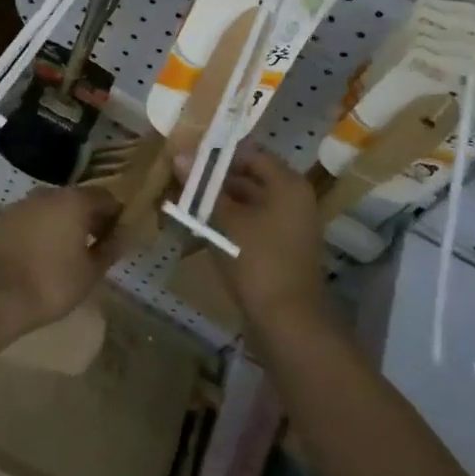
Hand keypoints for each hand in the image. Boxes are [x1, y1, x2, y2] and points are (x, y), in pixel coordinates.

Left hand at [0, 186, 126, 335]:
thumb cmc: (50, 284)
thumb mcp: (90, 272)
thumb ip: (109, 249)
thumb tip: (121, 236)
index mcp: (73, 200)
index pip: (106, 198)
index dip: (116, 216)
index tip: (118, 238)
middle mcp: (47, 194)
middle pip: (77, 199)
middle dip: (90, 219)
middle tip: (97, 247)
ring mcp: (21, 205)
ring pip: (53, 208)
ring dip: (65, 224)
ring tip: (70, 254)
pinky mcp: (3, 220)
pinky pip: (33, 219)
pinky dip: (43, 230)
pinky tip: (44, 255)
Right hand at [195, 145, 327, 330]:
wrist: (288, 322)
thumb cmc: (258, 261)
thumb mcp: (226, 221)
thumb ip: (203, 187)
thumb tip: (180, 155)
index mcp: (288, 184)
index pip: (251, 154)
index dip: (218, 153)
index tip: (188, 156)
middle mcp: (294, 199)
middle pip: (250, 177)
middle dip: (215, 179)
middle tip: (180, 178)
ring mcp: (290, 225)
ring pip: (249, 202)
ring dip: (219, 202)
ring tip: (183, 200)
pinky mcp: (281, 248)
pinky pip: (253, 223)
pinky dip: (230, 222)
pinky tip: (200, 226)